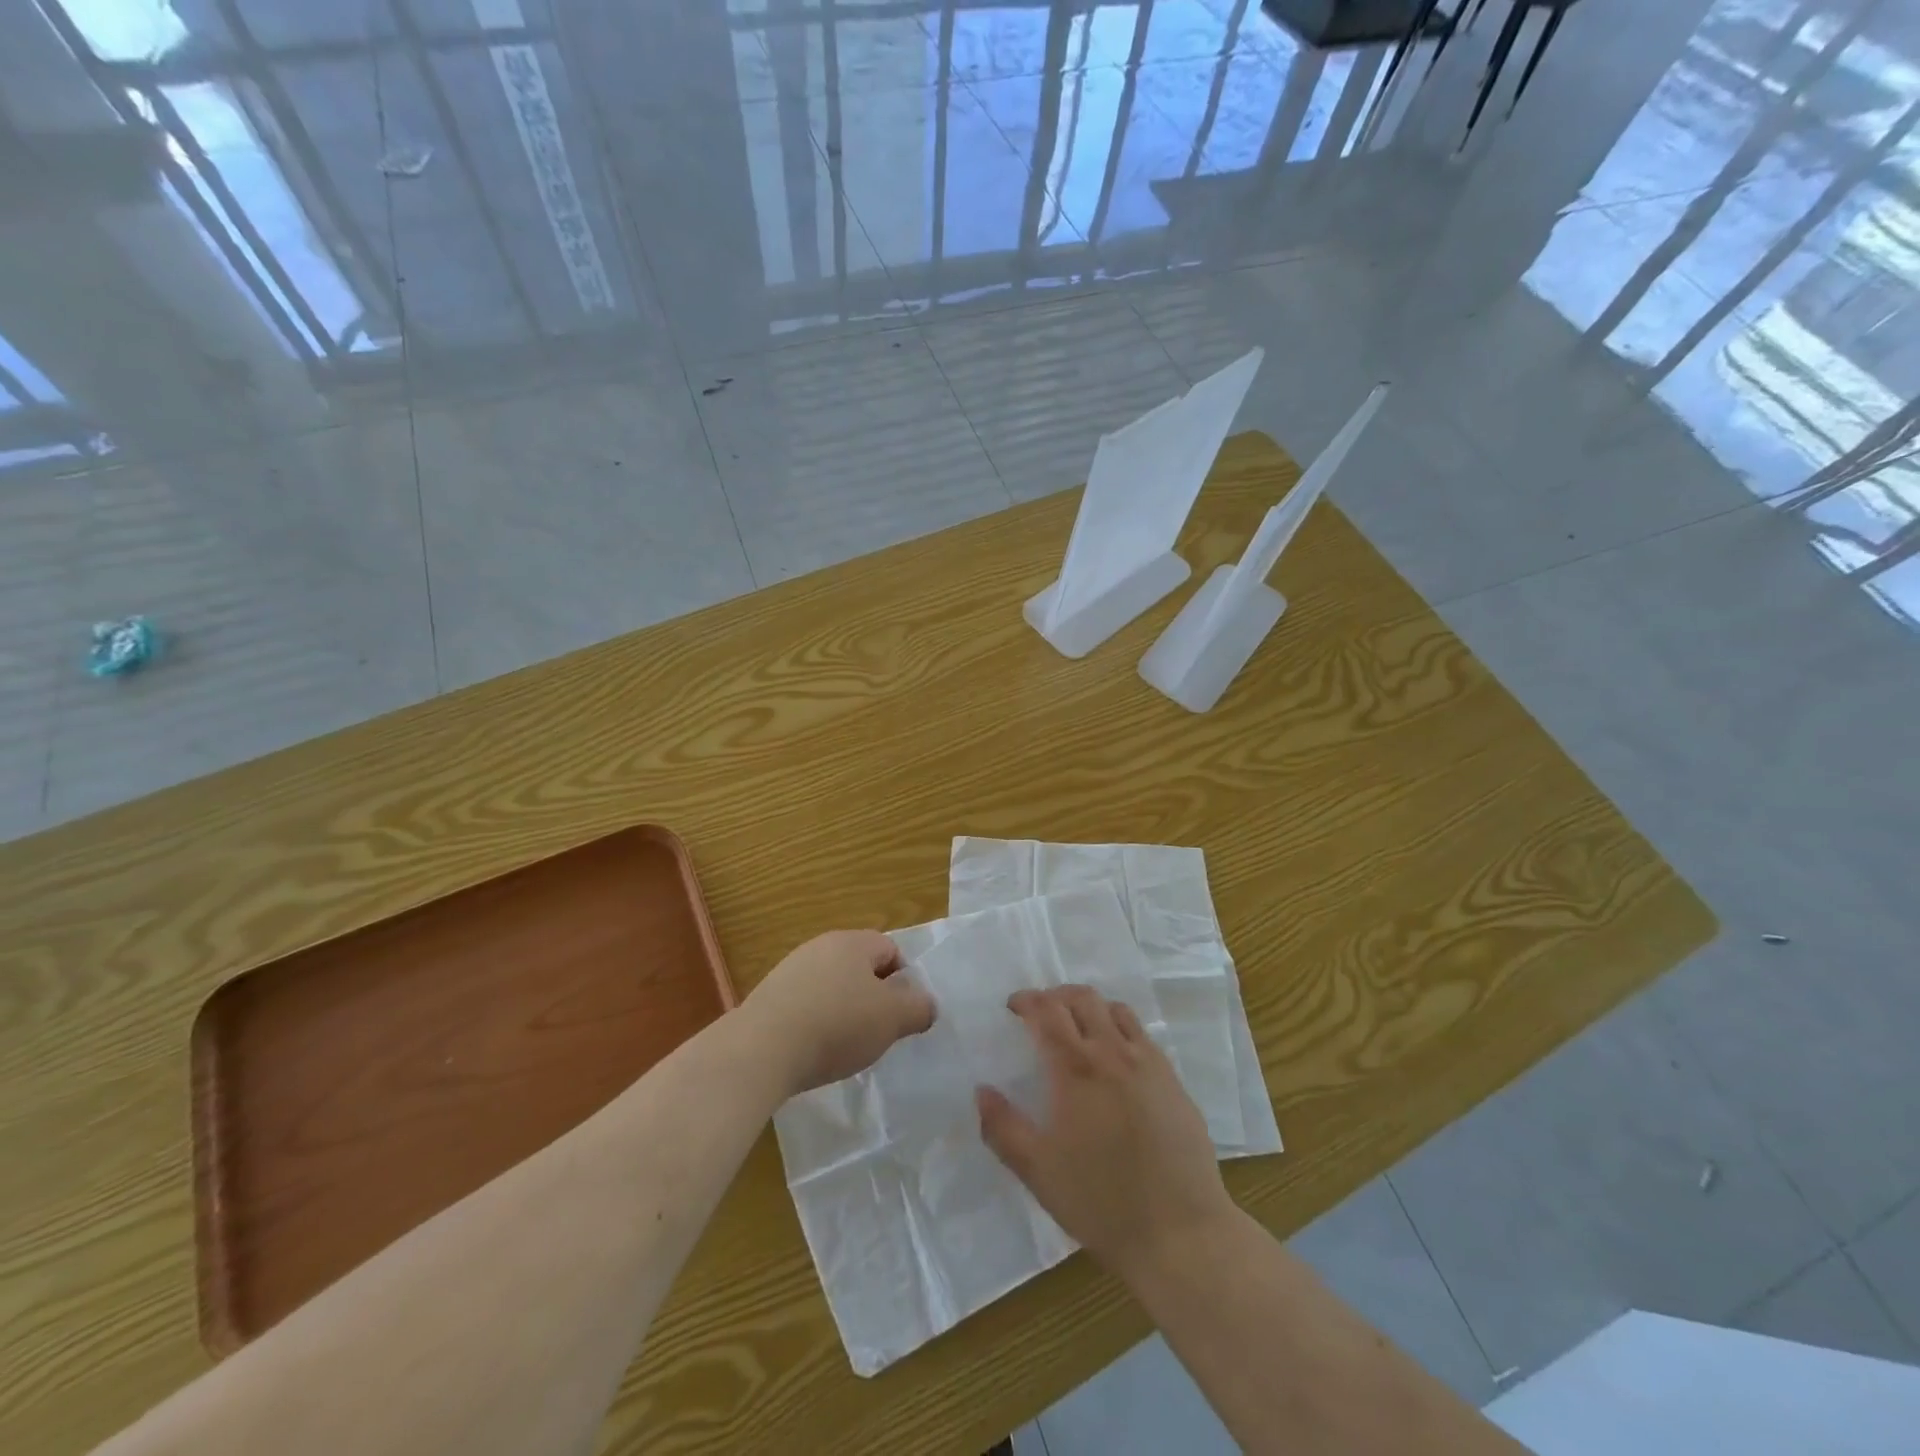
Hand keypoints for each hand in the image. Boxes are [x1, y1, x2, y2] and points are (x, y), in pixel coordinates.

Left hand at [744, 930, 935, 1094]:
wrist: (761, 1049)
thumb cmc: (837, 1025)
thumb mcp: (892, 1018)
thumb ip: (918, 1007)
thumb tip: (926, 1003)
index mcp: (853, 942)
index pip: (891, 949)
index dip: (904, 980)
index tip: (901, 1014)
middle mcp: (821, 946)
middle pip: (860, 967)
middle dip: (873, 997)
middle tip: (878, 1031)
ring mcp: (790, 970)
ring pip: (832, 986)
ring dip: (843, 1011)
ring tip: (844, 1046)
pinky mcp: (769, 996)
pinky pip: (806, 1004)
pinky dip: (816, 1023)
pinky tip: (814, 1050)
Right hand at [977, 985, 1234, 1279]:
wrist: (1180, 1233)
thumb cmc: (1101, 1202)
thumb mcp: (1038, 1171)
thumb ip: (1003, 1128)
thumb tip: (981, 1091)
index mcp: (1076, 1069)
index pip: (1047, 1012)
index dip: (1027, 1001)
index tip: (1013, 1007)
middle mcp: (1113, 1053)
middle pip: (1083, 999)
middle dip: (1056, 996)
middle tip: (1041, 1012)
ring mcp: (1148, 1063)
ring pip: (1116, 1010)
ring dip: (1090, 1007)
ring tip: (1078, 1026)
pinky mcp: (1174, 1081)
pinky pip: (1143, 1035)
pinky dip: (1120, 1028)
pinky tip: (1116, 1057)